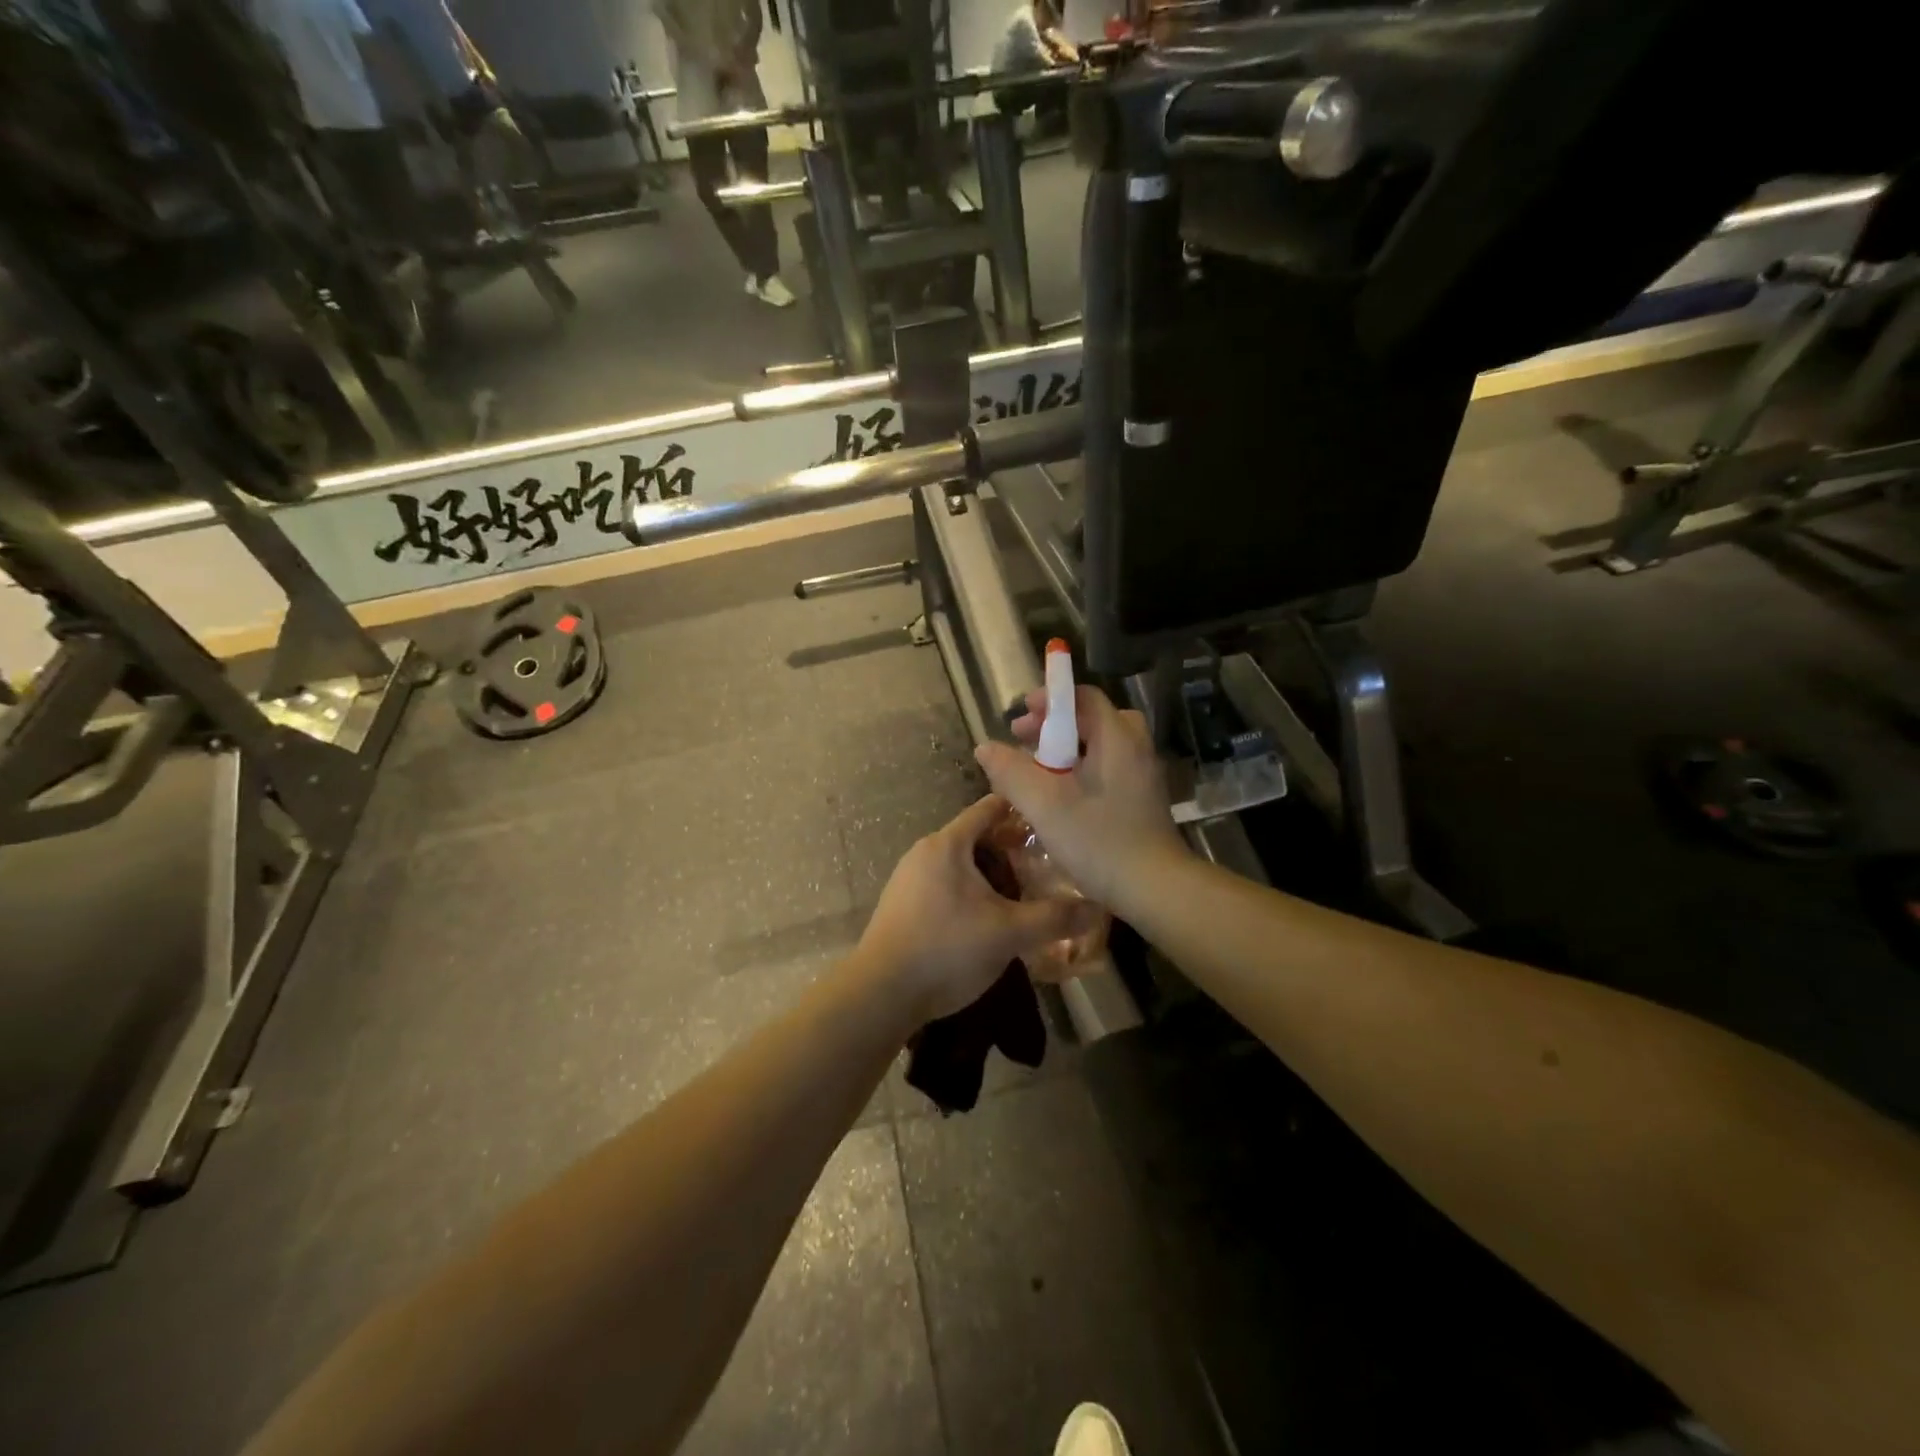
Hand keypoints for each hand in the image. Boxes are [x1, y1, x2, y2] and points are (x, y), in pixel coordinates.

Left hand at [858, 795, 1102, 1023]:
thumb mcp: (1009, 933)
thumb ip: (1054, 917)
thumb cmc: (946, 949)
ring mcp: (909, 879)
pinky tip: (989, 919)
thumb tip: (1097, 907)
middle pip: (976, 837)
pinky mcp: (903, 906)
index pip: (989, 808)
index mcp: (947, 844)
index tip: (1053, 820)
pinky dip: (971, 892)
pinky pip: (945, 886)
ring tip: (1024, 894)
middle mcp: (925, 852)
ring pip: (961, 864)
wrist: (881, 993)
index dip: (1022, 810)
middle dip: (1011, 848)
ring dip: (991, 874)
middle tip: (1047, 866)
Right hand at [973, 685, 1186, 911]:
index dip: (1049, 700)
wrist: (1154, 887)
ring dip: (1066, 749)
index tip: (1020, 717)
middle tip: (1023, 741)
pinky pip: (1108, 766)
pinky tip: (1061, 794)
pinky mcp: (1142, 797)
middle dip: (1053, 725)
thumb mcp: (1044, 804)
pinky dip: (1082, 768)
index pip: (1083, 697)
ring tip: (1037, 768)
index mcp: (1117, 737)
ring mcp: (1142, 773)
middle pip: (1092, 718)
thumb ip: (1011, 771)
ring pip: (1100, 744)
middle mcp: (1135, 747)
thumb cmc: (1098, 840)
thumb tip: (985, 748)